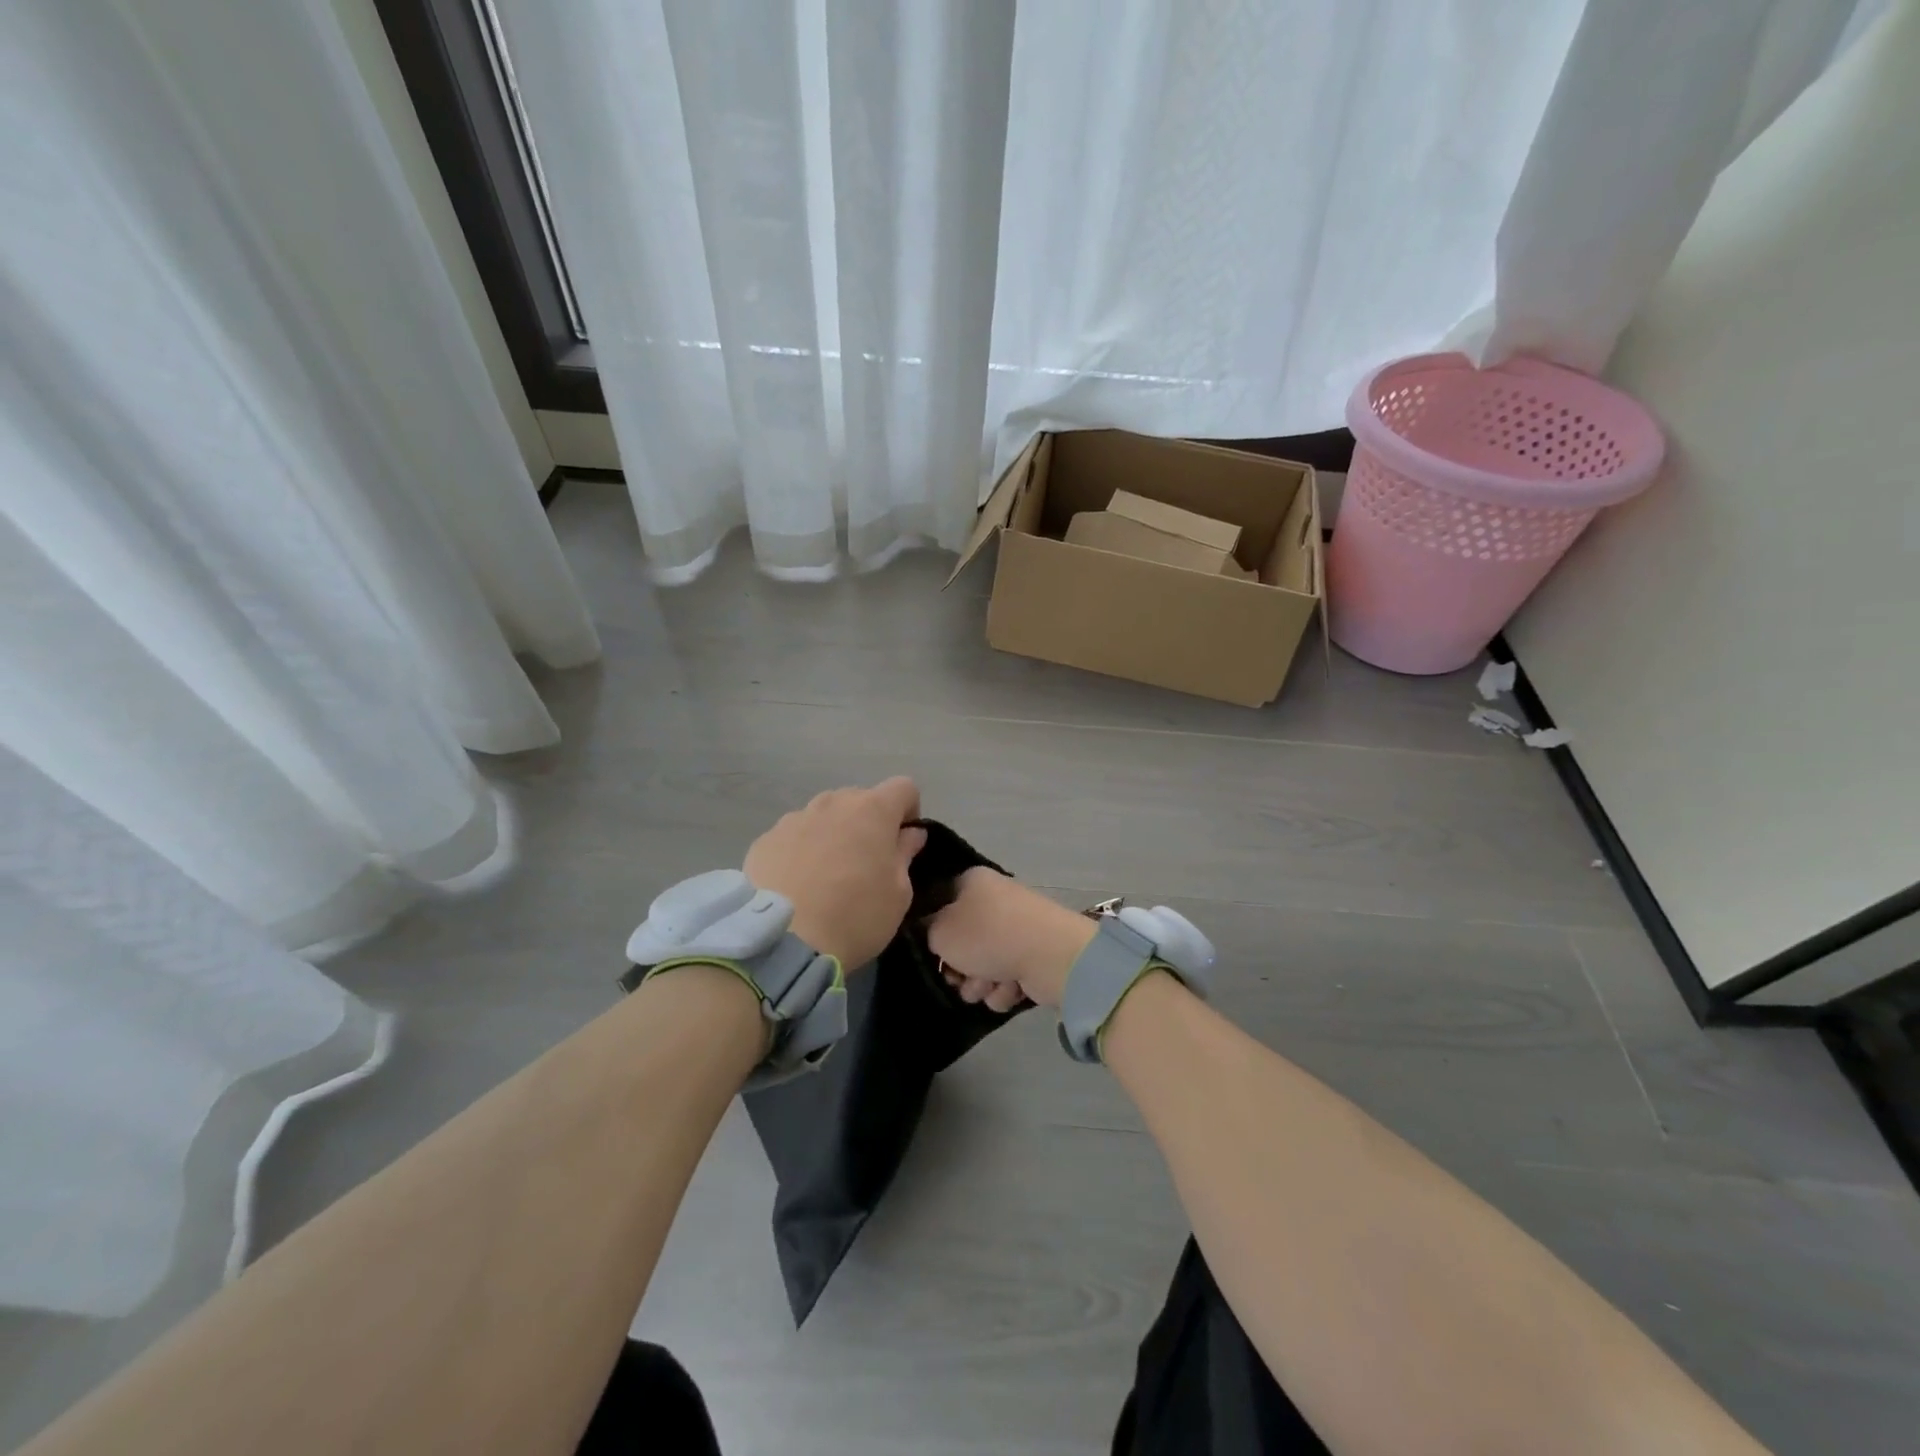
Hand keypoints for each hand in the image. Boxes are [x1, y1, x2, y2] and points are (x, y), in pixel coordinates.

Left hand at [743, 778, 926, 968]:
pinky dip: (801, 851)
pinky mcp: (765, 839)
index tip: (903, 843)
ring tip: (826, 875)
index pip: (903, 787)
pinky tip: (797, 885)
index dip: (909, 811)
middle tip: (866, 863)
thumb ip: (905, 854)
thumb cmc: (856, 915)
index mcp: (873, 810)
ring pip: (824, 816)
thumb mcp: (899, 893)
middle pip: (860, 799)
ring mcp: (794, 818)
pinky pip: (794, 836)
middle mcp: (833, 803)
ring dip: (833, 834)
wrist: (784, 941)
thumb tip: (910, 834)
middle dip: (868, 823)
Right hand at [926, 868, 1096, 1009]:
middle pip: (962, 941)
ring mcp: (1016, 929)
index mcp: (972, 882)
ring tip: (988, 985)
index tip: (928, 949)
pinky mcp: (1033, 956)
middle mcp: (995, 901)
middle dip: (958, 968)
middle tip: (958, 977)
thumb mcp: (940, 931)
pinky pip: (1006, 978)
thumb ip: (926, 931)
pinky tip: (1011, 987)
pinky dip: (1005, 988)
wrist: (1051, 956)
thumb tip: (931, 931)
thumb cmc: (987, 935)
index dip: (930, 929)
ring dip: (980, 983)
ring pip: (982, 965)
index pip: (939, 902)